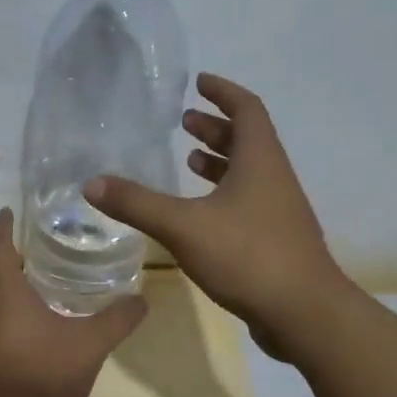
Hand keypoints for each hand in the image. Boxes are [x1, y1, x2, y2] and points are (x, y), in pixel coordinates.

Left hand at [0, 208, 145, 396]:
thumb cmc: (43, 376)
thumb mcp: (90, 344)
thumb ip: (117, 319)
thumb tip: (142, 299)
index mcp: (3, 292)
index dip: (4, 228)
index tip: (10, 211)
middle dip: (0, 249)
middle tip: (23, 237)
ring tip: (26, 269)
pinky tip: (23, 313)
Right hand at [86, 73, 349, 360]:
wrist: (305, 314)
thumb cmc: (247, 256)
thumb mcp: (183, 226)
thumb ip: (137, 203)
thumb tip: (92, 183)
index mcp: (260, 161)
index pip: (247, 109)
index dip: (223, 92)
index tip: (199, 82)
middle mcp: (274, 178)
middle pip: (248, 139)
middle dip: (216, 126)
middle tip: (184, 121)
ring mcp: (279, 211)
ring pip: (249, 172)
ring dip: (220, 160)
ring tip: (188, 159)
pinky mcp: (276, 240)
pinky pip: (248, 201)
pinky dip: (224, 194)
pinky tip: (201, 213)